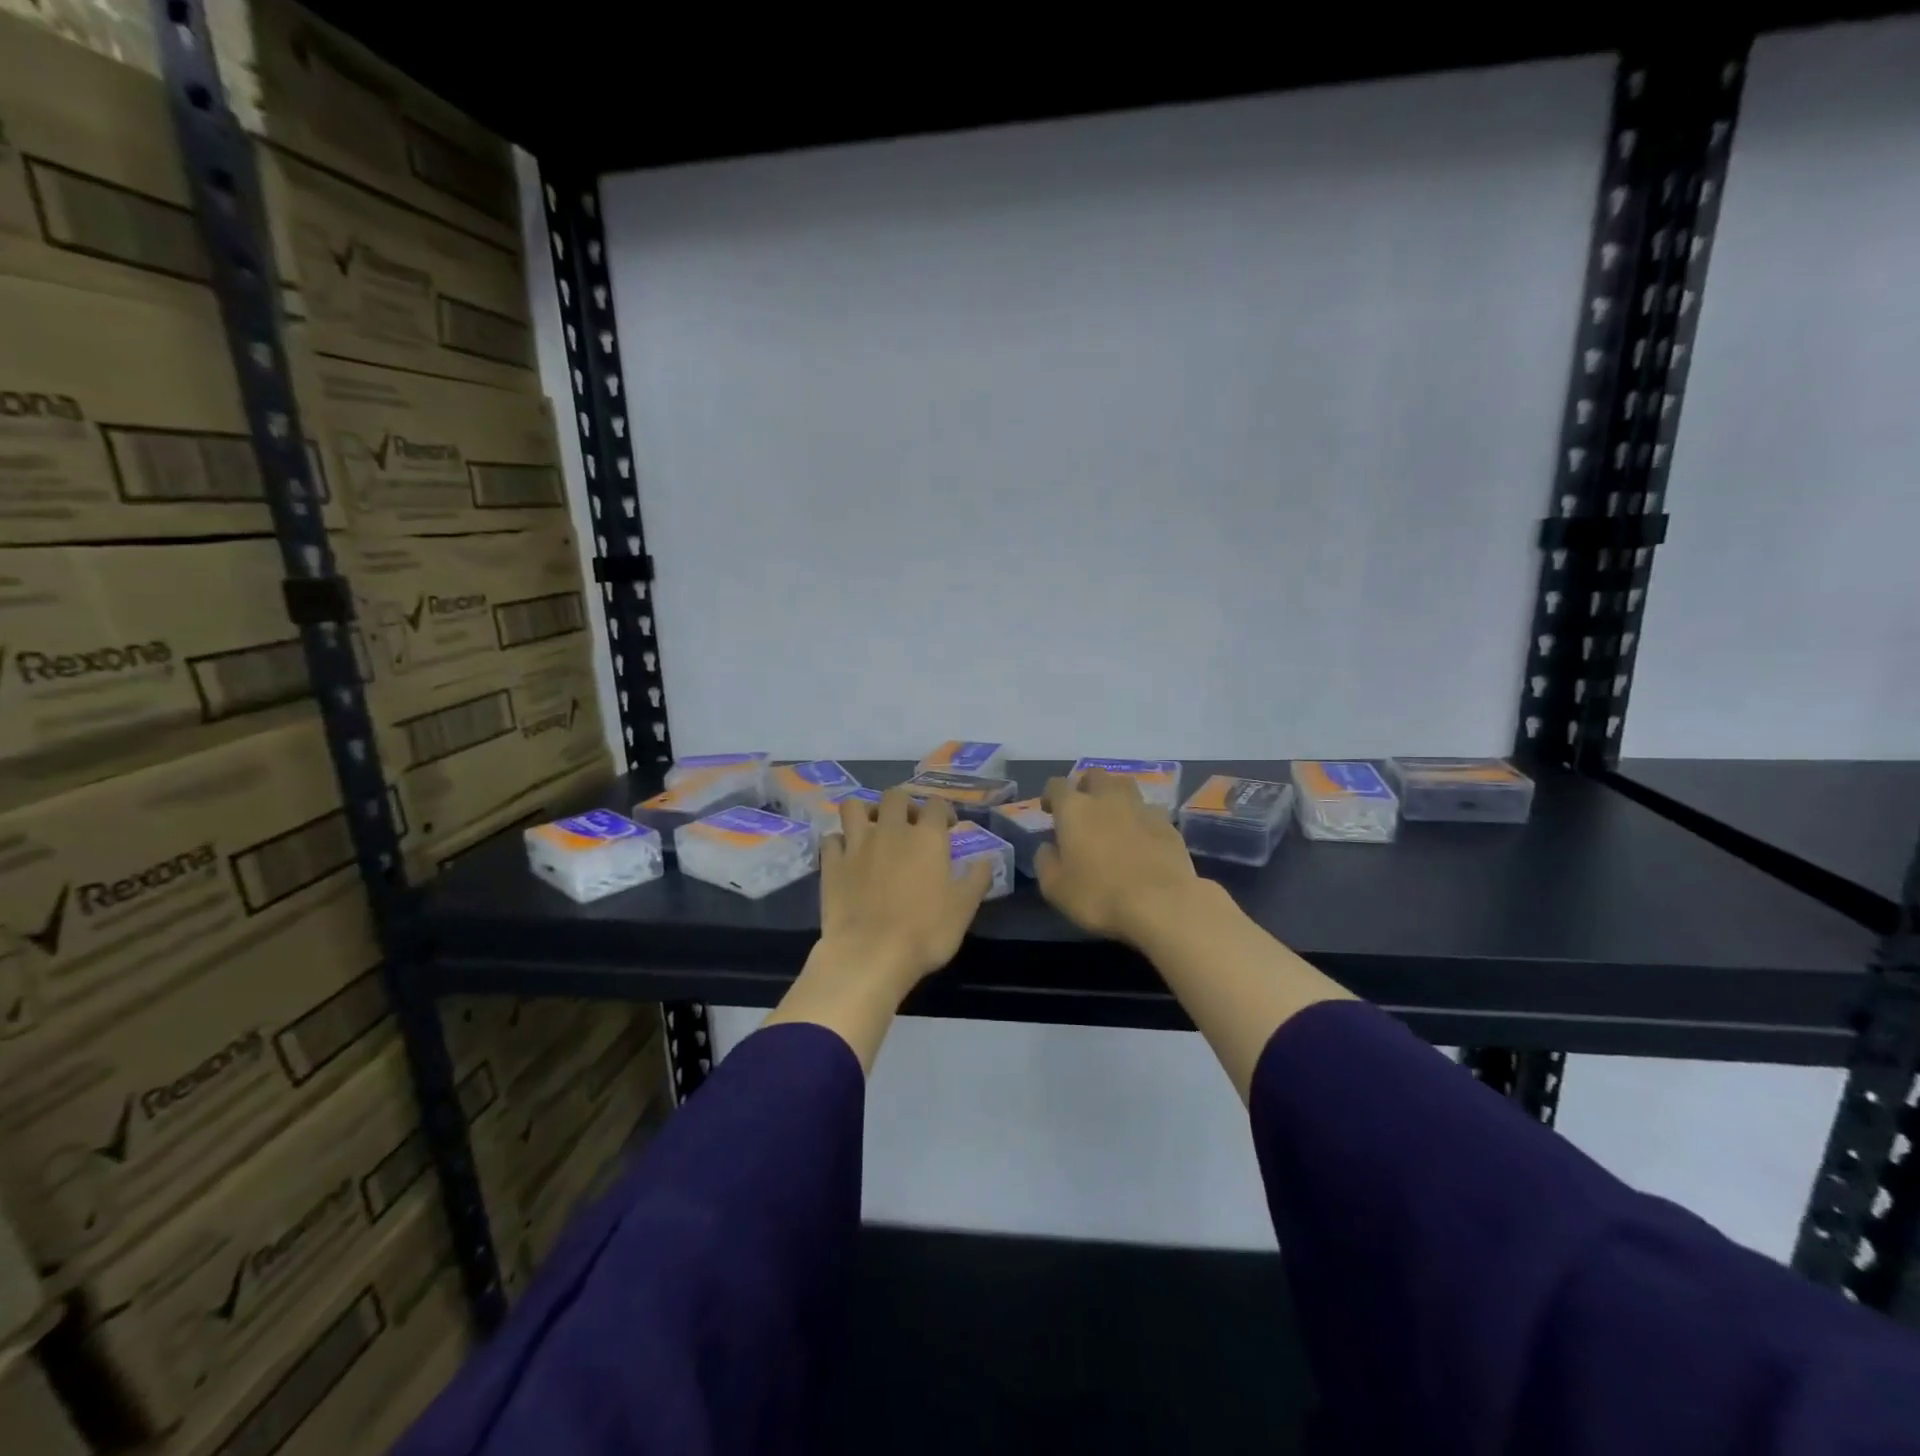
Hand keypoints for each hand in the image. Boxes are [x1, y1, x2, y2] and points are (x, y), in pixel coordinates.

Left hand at [818, 787, 993, 992]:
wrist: (871, 953)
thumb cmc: (926, 931)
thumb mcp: (964, 909)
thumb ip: (977, 879)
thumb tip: (986, 859)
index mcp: (927, 838)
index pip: (936, 805)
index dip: (944, 811)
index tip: (948, 826)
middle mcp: (891, 831)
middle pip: (894, 796)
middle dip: (904, 804)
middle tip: (910, 824)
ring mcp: (857, 845)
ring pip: (854, 807)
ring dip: (865, 812)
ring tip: (872, 828)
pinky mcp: (832, 864)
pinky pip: (831, 839)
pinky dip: (839, 842)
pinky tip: (846, 855)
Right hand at [1036, 768, 1202, 946]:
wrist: (1161, 904)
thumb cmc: (1099, 896)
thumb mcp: (1055, 887)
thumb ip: (1045, 861)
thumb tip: (1048, 847)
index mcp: (1074, 809)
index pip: (1057, 785)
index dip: (1051, 795)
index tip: (1050, 811)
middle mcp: (1107, 798)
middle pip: (1094, 775)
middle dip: (1085, 786)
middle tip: (1083, 809)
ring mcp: (1141, 808)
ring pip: (1125, 785)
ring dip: (1115, 795)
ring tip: (1113, 817)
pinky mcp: (1167, 823)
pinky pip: (1149, 810)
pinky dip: (1140, 818)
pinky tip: (1141, 838)